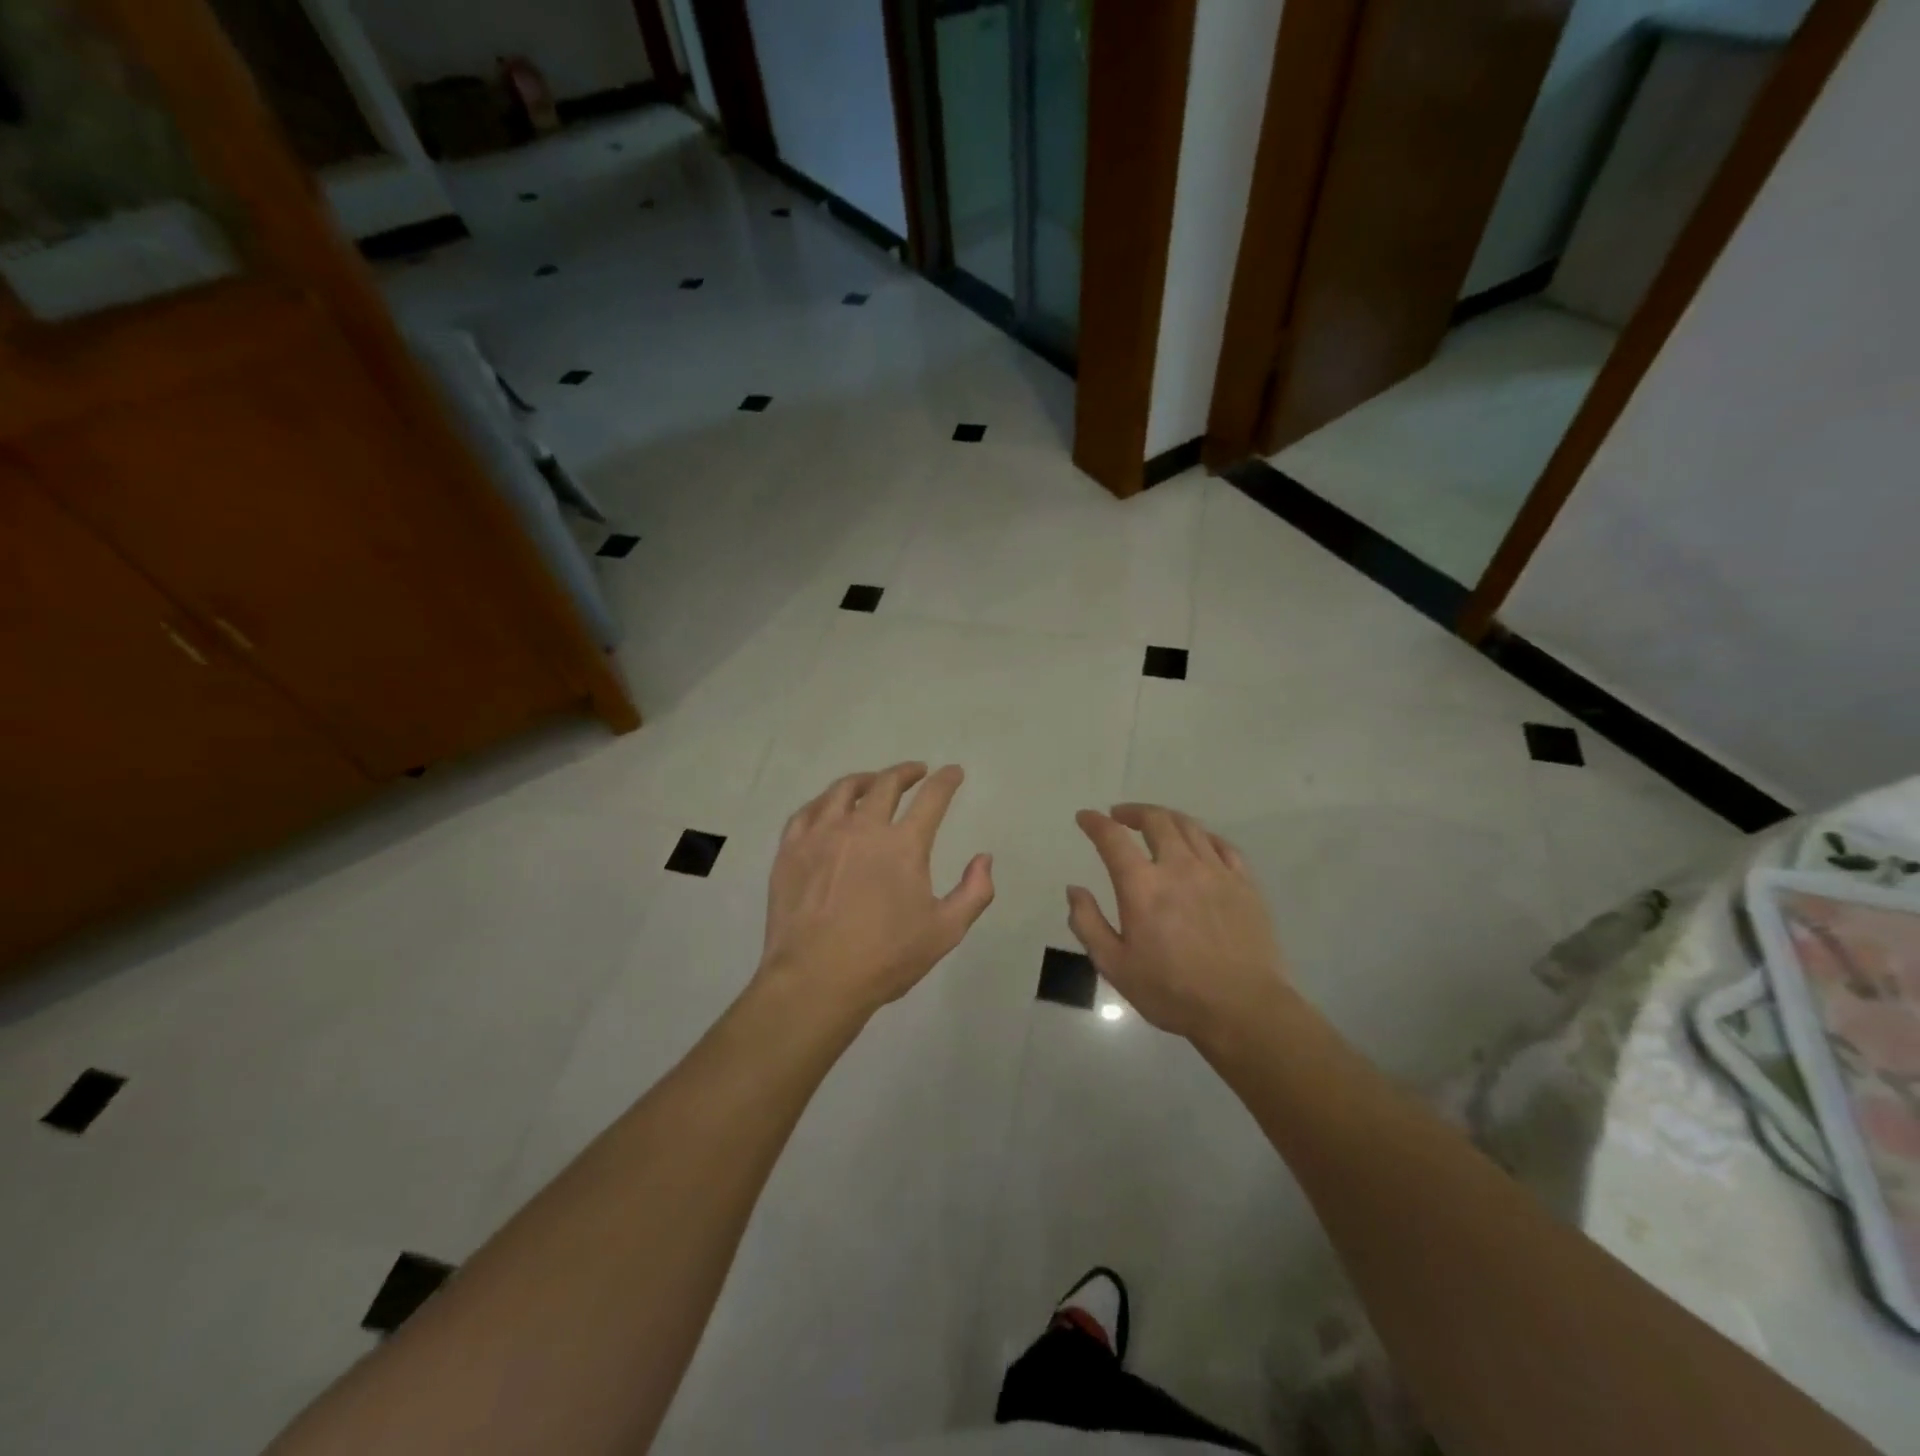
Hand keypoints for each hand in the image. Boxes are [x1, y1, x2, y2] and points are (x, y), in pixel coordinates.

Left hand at [758, 762, 995, 1020]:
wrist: (815, 980)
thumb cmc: (885, 958)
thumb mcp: (945, 932)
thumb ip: (974, 892)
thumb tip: (984, 858)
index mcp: (903, 845)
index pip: (932, 797)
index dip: (946, 780)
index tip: (953, 772)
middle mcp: (863, 827)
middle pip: (886, 783)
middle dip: (906, 772)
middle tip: (916, 772)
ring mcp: (822, 834)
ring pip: (843, 790)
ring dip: (866, 780)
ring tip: (874, 782)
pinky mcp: (791, 849)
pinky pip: (808, 811)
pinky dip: (825, 802)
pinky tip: (829, 808)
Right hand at [1067, 804, 1291, 1045]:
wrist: (1243, 1010)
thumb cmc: (1172, 992)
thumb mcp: (1114, 966)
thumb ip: (1088, 923)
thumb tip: (1074, 889)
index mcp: (1142, 886)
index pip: (1112, 838)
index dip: (1095, 822)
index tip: (1085, 817)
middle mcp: (1178, 867)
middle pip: (1156, 820)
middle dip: (1133, 812)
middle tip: (1120, 816)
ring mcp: (1216, 872)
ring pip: (1189, 827)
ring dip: (1166, 818)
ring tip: (1155, 823)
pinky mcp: (1245, 883)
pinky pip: (1223, 845)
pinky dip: (1203, 836)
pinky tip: (1198, 842)